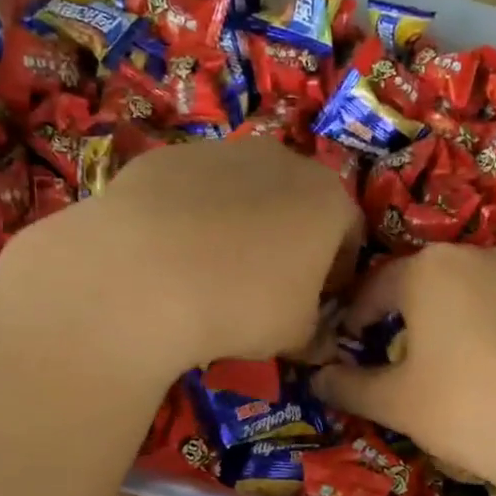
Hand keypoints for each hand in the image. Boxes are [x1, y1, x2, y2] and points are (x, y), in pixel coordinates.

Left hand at [0, 137, 362, 374]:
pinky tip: (169, 255)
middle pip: (297, 203)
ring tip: (211, 272)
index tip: (319, 303)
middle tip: (267, 287)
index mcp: (327, 198)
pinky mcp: (166, 157)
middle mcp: (280, 160)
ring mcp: (219, 151)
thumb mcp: (295, 335)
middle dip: (290, 242)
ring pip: (243, 191)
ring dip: (239, 225)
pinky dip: (190, 217)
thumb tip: (319, 344)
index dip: (338, 273)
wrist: (144, 272)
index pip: (351, 234)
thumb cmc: (243, 304)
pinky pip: (191, 192)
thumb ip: (315, 334)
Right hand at [312, 244, 495, 495]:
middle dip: (412, 318)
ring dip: (465, 322)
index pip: (375, 287)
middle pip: (431, 284)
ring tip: (467, 370)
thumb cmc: (473, 410)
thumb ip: (350, 387)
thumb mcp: (397, 405)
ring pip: (484, 294)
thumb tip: (317, 379)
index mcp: (430, 270)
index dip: (355, 317)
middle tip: (407, 362)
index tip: (349, 345)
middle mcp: (485, 254)